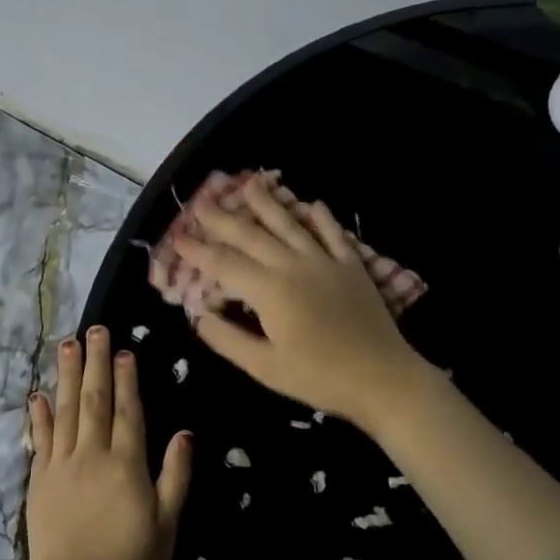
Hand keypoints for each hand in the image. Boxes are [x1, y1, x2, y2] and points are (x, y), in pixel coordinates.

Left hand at [25, 326, 192, 559]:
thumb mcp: (167, 525)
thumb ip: (175, 476)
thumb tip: (184, 433)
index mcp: (127, 464)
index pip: (128, 411)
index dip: (127, 379)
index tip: (124, 350)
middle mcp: (92, 455)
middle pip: (94, 400)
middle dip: (96, 363)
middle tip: (94, 330)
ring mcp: (61, 466)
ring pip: (65, 410)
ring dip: (68, 376)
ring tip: (67, 346)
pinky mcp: (39, 482)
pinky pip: (40, 440)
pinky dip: (39, 415)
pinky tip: (39, 395)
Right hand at [174, 174, 426, 431]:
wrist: (382, 377)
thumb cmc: (319, 377)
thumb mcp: (264, 367)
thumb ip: (227, 339)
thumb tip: (199, 315)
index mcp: (269, 290)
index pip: (223, 263)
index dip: (197, 250)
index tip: (177, 237)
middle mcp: (293, 265)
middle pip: (251, 235)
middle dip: (222, 218)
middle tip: (201, 202)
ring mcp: (325, 261)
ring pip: (290, 224)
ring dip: (267, 202)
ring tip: (249, 183)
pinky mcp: (352, 266)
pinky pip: (333, 233)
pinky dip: (321, 217)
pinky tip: (312, 203)